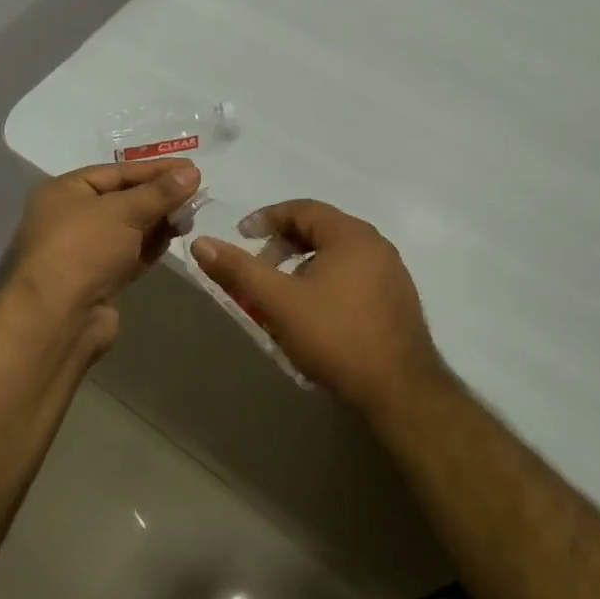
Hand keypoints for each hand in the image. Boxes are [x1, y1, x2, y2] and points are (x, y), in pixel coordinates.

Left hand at [8, 159, 201, 322]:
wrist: (59, 316)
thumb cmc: (83, 248)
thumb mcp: (123, 211)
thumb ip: (160, 192)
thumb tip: (192, 173)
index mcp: (65, 191)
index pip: (116, 172)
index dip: (155, 169)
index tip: (191, 169)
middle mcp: (71, 217)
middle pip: (123, 199)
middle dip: (159, 196)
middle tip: (197, 193)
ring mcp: (86, 251)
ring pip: (130, 228)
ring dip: (159, 221)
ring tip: (191, 216)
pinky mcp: (100, 279)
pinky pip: (131, 254)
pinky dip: (152, 245)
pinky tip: (177, 237)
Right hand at [191, 200, 449, 414]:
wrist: (399, 389)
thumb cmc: (335, 336)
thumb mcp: (278, 302)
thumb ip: (239, 270)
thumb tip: (201, 242)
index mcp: (350, 234)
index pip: (302, 208)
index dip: (267, 218)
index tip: (242, 236)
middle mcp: (376, 244)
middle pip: (321, 229)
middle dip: (284, 245)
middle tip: (260, 269)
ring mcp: (392, 272)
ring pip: (338, 255)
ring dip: (305, 265)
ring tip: (283, 295)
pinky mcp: (398, 299)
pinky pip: (355, 275)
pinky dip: (327, 281)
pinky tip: (316, 314)